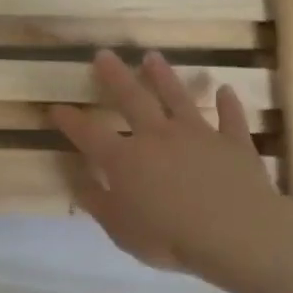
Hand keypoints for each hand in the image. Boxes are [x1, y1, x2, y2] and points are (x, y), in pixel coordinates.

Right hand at [51, 50, 292, 292]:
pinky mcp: (233, 143)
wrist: (237, 234)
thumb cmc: (169, 238)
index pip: (88, 134)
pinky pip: (229, 118)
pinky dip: (228, 103)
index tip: (55, 108)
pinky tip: (226, 90)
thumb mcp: (120, 229)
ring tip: (152, 57)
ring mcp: (198, 135)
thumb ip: (98, 203)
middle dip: (114, 77)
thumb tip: (78, 182)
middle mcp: (157, 137)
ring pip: (177, 98)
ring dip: (163, 76)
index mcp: (124, 160)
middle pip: (131, 99)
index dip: (69, 120)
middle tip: (103, 54)